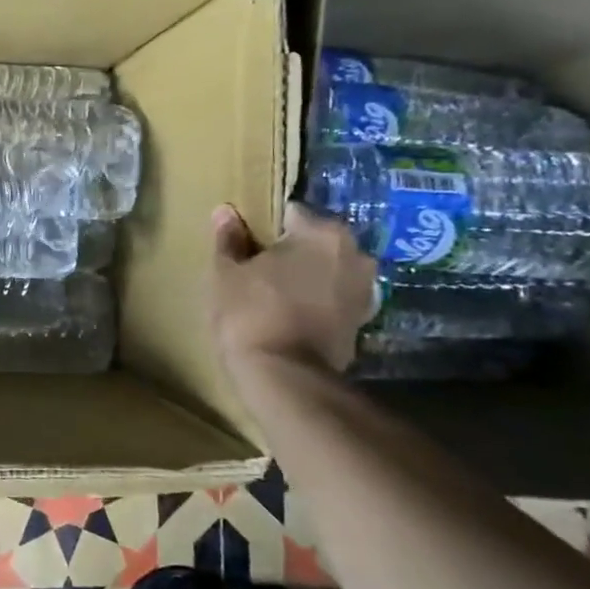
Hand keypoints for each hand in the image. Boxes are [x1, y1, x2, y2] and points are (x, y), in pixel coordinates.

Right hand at [209, 202, 375, 373]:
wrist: (284, 377)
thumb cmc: (250, 313)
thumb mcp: (226, 273)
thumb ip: (228, 239)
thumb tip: (225, 212)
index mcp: (322, 233)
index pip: (289, 214)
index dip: (263, 227)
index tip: (244, 243)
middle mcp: (354, 253)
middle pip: (313, 240)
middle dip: (289, 249)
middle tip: (257, 266)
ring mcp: (364, 289)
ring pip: (326, 269)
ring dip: (305, 275)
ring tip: (272, 290)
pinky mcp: (362, 321)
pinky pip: (332, 297)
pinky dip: (315, 300)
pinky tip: (289, 312)